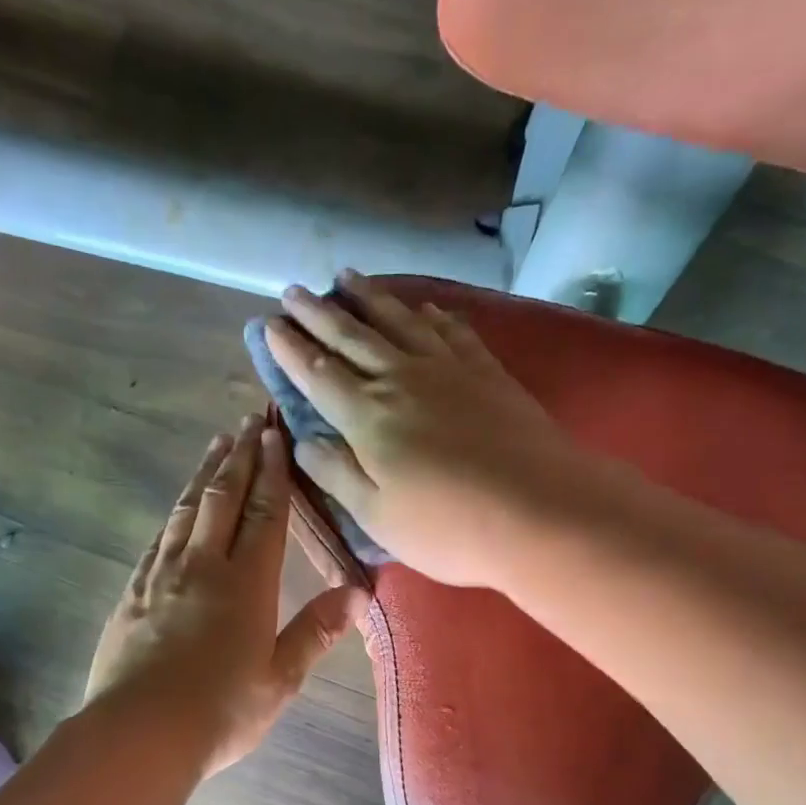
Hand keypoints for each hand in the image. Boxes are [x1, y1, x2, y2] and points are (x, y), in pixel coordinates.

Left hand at [85, 416, 365, 777]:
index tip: (274, 435)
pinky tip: (177, 510)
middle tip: (246, 421)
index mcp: (246, 583)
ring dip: (204, 476)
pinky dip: (174, 515)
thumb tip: (358, 593)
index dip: (272, 472)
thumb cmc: (220, 710)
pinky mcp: (132, 593)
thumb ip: (316, 631)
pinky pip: (158, 539)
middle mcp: (202, 566)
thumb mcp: (280, 678)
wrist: (139, 732)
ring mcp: (161, 576)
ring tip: (215, 447)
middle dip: (238, 457)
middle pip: (222, 499)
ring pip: (186, 511)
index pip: (264, 514)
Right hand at [264, 271, 575, 587]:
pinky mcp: (486, 372)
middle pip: (352, 337)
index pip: (317, 374)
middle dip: (318, 313)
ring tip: (346, 277)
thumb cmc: (446, 526)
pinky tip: (422, 307)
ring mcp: (448, 369)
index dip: (289, 349)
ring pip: (399, 321)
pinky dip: (430, 314)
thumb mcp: (376, 515)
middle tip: (293, 291)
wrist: (538, 510)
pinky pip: (450, 330)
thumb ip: (336, 473)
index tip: (267, 325)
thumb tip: (302, 440)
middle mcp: (402, 379)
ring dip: (369, 298)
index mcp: (367, 417)